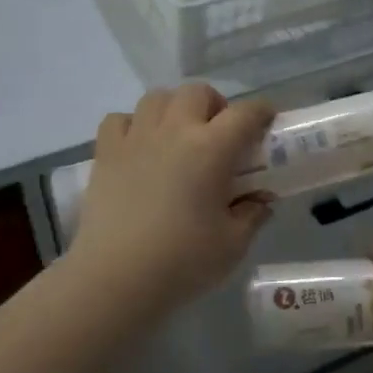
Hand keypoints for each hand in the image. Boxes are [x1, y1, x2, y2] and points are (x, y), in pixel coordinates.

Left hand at [68, 84, 275, 315]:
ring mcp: (136, 138)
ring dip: (175, 109)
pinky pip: (120, 119)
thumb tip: (261, 201)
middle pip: (198, 93)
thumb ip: (252, 215)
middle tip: (220, 135)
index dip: (262, 113)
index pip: (245, 114)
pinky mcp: (105, 153)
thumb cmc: (182, 262)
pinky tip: (140, 148)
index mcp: (211, 149)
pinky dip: (133, 125)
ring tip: (179, 137)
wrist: (115, 279)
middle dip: (215, 105)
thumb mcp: (233, 244)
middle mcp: (174, 131)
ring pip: (157, 98)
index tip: (267, 122)